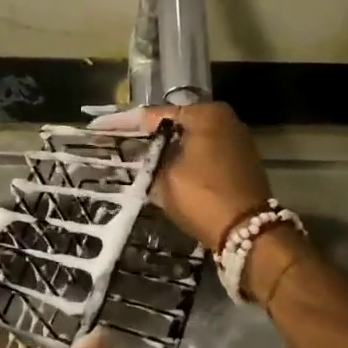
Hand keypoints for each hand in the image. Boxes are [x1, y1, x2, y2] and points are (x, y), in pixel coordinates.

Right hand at [90, 101, 272, 250]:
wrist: (249, 233)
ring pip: (191, 142)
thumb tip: (142, 153)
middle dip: (149, 137)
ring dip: (167, 151)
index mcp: (206, 114)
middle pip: (176, 126)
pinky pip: (204, 156)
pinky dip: (185, 162)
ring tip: (137, 159)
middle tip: (118, 144)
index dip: (125, 124)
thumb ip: (150, 159)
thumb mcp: (165, 177)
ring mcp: (237, 142)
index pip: (156, 115)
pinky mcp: (241, 163)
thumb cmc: (203, 197)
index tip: (98, 128)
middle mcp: (225, 120)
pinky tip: (164, 171)